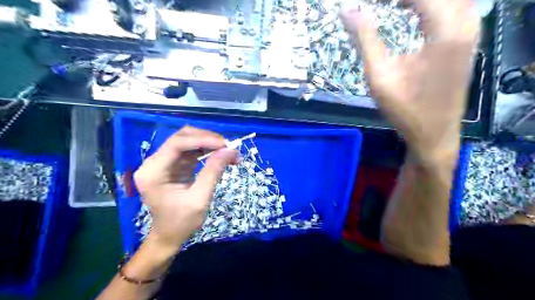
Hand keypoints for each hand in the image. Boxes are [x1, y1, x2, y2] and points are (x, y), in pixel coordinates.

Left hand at [133, 126, 238, 250]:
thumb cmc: (181, 222)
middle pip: (181, 138)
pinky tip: (220, 155)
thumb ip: (213, 172)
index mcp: (153, 172)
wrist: (169, 235)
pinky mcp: (173, 165)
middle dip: (207, 139)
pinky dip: (207, 150)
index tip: (225, 144)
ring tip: (228, 151)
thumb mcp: (200, 198)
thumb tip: (230, 150)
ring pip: (188, 141)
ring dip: (209, 143)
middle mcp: (154, 162)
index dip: (202, 139)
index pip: (176, 144)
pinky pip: (191, 150)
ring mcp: (163, 162)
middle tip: (229, 147)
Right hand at [343, 0, 480, 166]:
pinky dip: (433, 6)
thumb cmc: (405, 109)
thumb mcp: (379, 75)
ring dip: (421, 2)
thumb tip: (347, 11)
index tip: (368, 2)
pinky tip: (414, 12)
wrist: (434, 134)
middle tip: (380, 5)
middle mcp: (466, 23)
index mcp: (446, 30)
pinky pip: (455, 8)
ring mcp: (470, 32)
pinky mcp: (467, 42)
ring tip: (395, 6)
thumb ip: (365, 39)